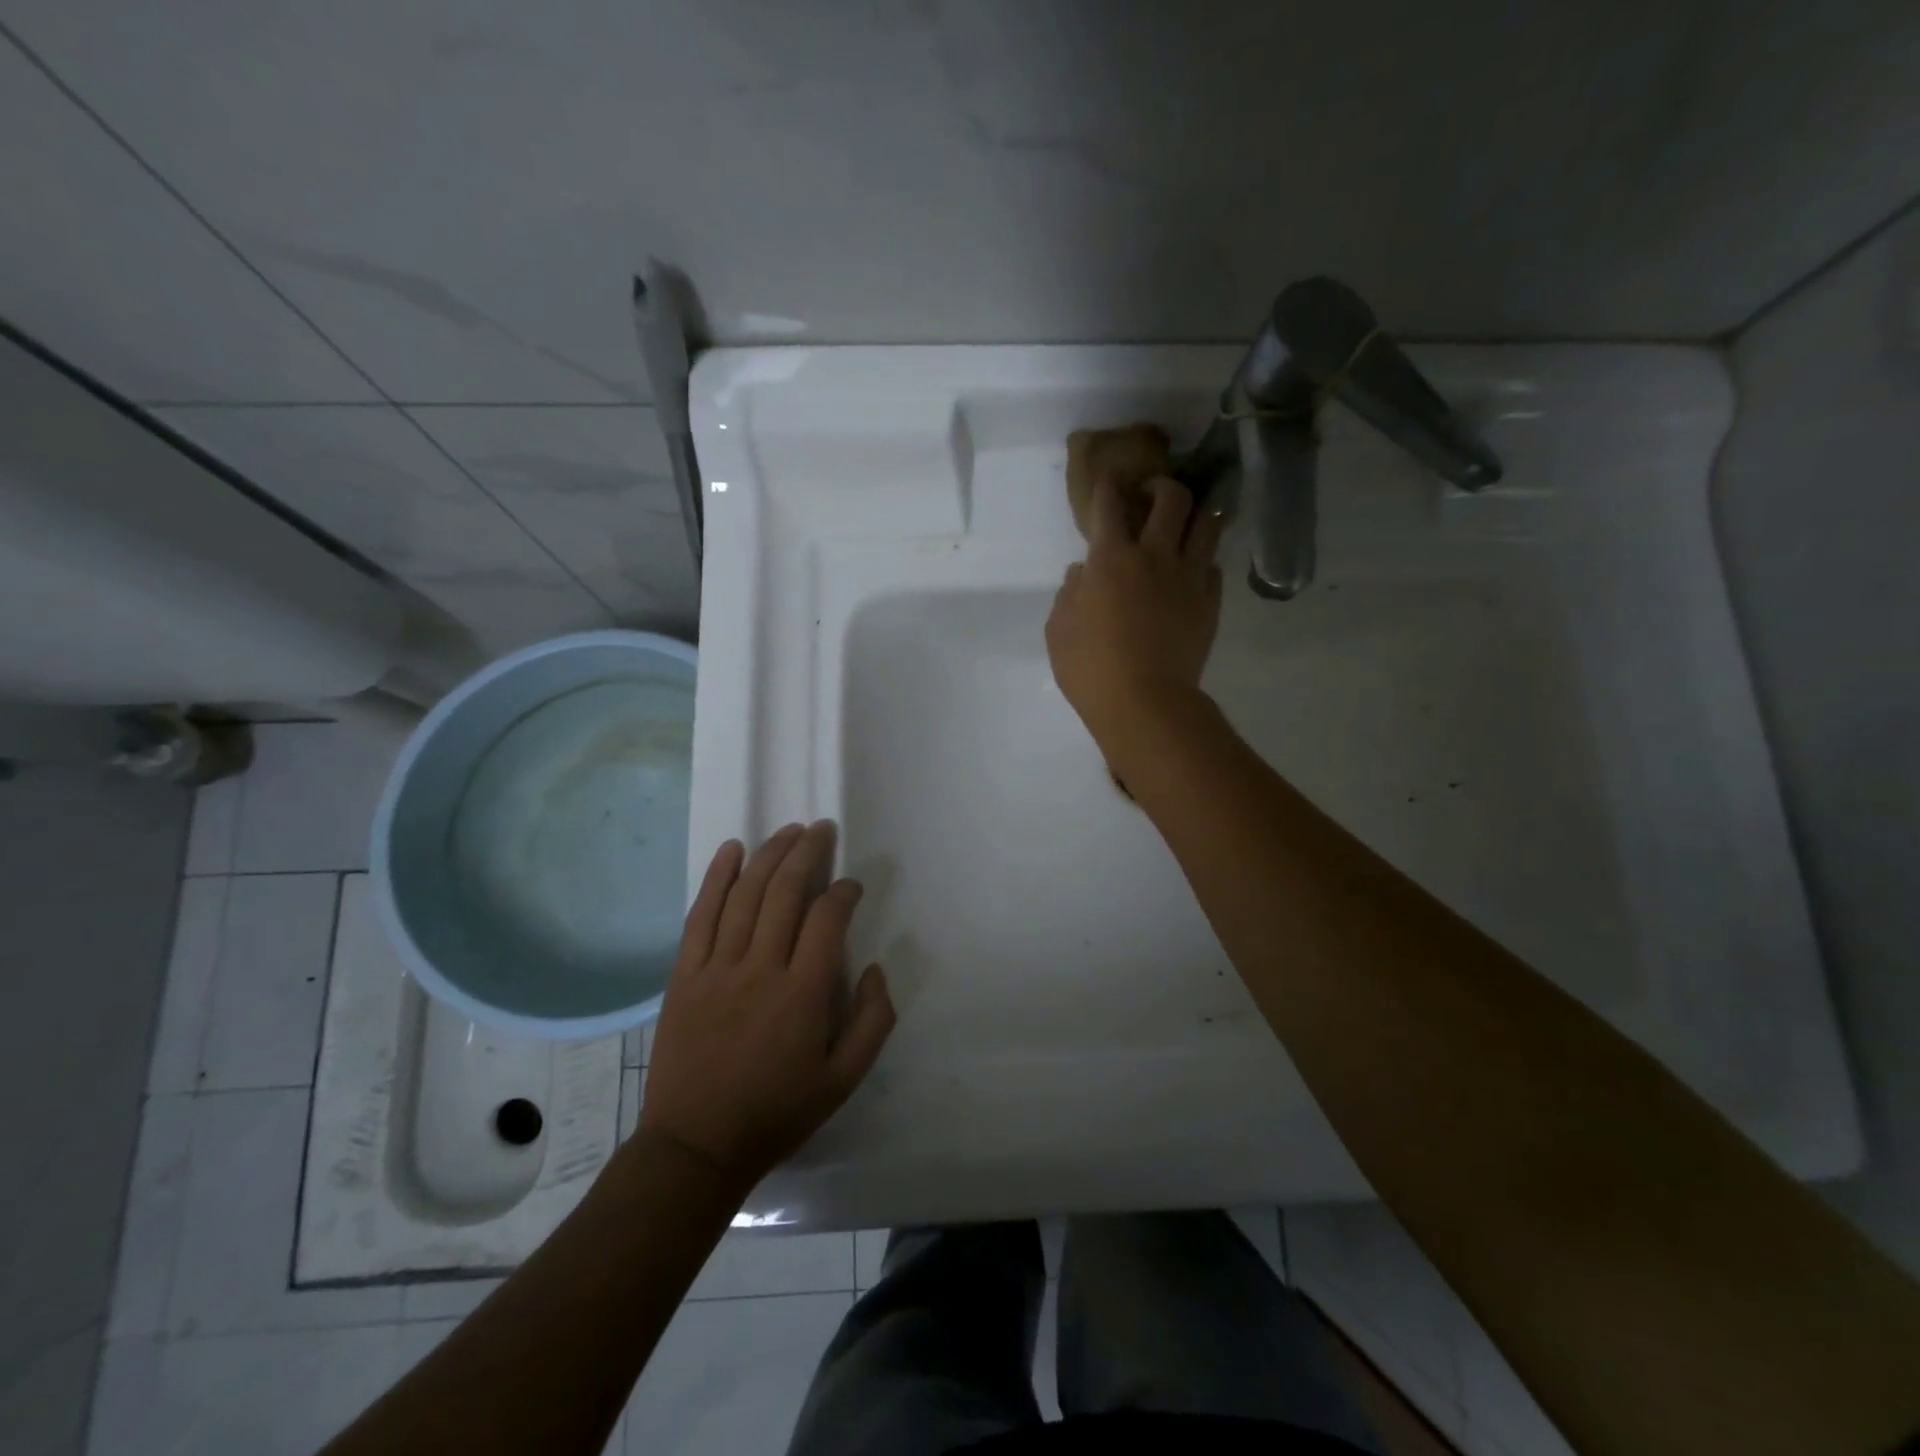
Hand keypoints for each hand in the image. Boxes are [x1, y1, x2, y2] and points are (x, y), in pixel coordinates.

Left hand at [641, 823, 894, 1191]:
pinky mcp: (684, 975)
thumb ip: (873, 1022)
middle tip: (822, 829)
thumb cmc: (776, 1113)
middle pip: (785, 893)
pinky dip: (716, 879)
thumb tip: (876, 969)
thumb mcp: (843, 1082)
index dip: (843, 893)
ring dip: (769, 855)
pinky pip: (700, 916)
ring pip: (745, 895)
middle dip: (807, 853)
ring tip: (788, 831)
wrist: (696, 1147)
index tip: (852, 886)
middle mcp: (760, 969)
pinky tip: (731, 851)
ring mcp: (717, 969)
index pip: (827, 920)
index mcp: (803, 995)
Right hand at [1046, 473, 1224, 750]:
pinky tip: (1192, 570)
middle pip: (1172, 498)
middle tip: (1153, 494)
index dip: (1108, 485)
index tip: (1109, 480)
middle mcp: (1154, 556)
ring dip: (1195, 514)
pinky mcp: (1210, 602)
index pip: (1109, 504)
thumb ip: (1069, 593)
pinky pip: (1213, 566)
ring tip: (1185, 522)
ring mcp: (1188, 577)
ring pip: (1206, 523)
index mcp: (1110, 559)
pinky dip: (1202, 560)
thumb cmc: (1090, 669)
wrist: (1145, 702)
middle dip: (1162, 485)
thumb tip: (1083, 572)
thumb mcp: (1059, 630)